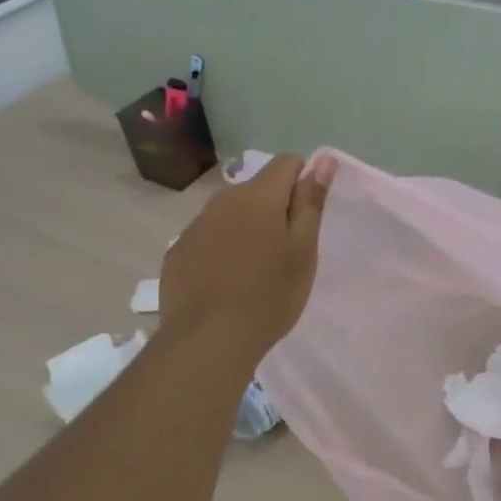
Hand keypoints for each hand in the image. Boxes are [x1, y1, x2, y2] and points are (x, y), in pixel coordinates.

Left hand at [162, 154, 333, 362]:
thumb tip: (323, 160)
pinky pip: (207, 238)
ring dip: (246, 228)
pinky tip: (225, 283)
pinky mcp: (177, 252)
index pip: (287, 163)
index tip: (307, 217)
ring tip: (254, 270)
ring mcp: (195, 225)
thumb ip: (311, 202)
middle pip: (257, 189)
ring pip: (230, 214)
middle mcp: (223, 200)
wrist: (208, 340)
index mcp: (259, 196)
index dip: (304, 182)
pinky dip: (221, 249)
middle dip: (274, 209)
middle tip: (285, 252)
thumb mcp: (303, 250)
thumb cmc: (269, 295)